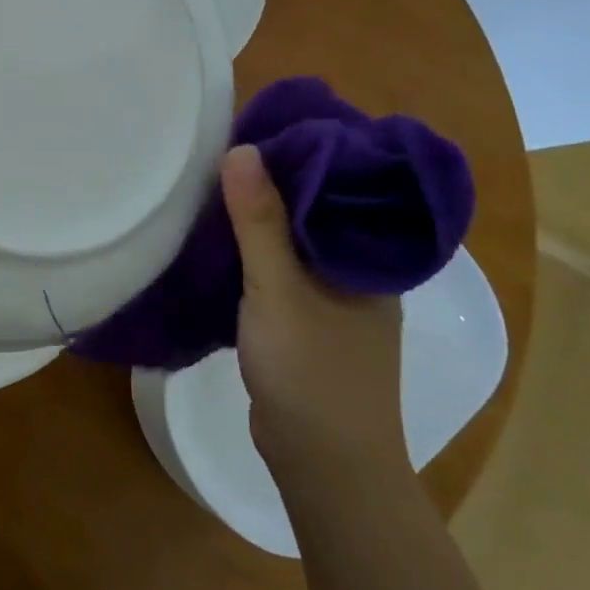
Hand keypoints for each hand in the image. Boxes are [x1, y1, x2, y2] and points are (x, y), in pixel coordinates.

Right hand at [220, 144, 404, 478]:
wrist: (323, 464)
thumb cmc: (312, 371)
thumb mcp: (278, 289)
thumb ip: (259, 222)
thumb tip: (242, 149)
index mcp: (369, 259)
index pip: (345, 187)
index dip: (309, 153)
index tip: (267, 125)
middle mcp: (359, 273)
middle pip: (317, 210)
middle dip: (278, 181)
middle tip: (231, 147)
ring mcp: (334, 300)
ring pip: (296, 241)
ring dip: (263, 217)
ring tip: (220, 182)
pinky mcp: (307, 322)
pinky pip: (282, 269)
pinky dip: (256, 251)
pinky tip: (224, 239)